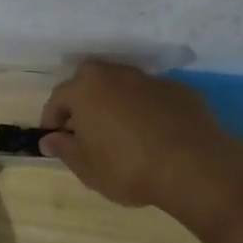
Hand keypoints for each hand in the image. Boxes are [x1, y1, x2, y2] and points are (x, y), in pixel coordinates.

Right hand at [37, 60, 242, 223]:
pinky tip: (153, 136)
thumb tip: (49, 138)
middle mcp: (116, 73)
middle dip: (83, 104)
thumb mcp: (87, 168)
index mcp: (87, 88)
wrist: (193, 166)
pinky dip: (145, 111)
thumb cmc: (128, 167)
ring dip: (116, 104)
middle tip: (85, 133)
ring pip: (123, 87)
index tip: (54, 140)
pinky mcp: (179, 90)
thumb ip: (64, 149)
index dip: (52, 120)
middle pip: (90, 83)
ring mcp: (150, 79)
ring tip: (120, 135)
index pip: (58, 98)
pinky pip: (151, 97)